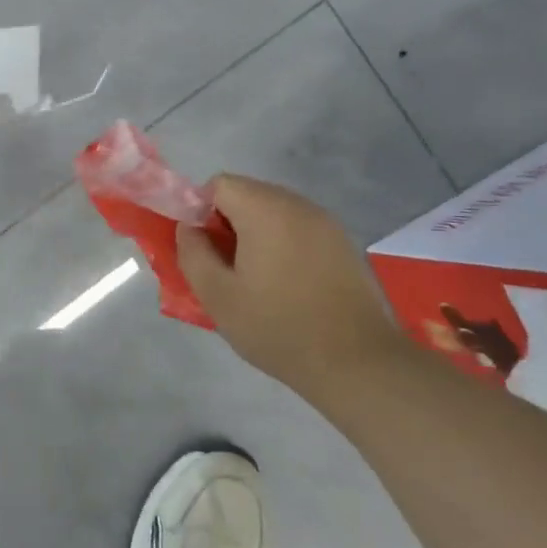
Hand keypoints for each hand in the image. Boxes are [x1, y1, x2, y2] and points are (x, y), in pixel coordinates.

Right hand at [176, 174, 410, 396]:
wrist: (358, 363)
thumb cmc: (278, 327)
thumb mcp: (217, 296)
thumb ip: (192, 253)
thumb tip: (189, 228)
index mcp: (266, 210)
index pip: (219, 184)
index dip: (201, 212)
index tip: (203, 250)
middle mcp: (299, 205)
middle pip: (248, 194)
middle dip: (227, 224)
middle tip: (225, 269)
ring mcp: (327, 223)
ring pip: (274, 213)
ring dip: (255, 236)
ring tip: (255, 281)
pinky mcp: (344, 244)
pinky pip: (299, 230)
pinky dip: (283, 246)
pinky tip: (287, 286)